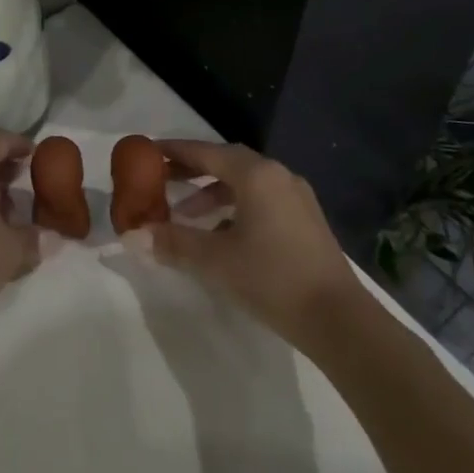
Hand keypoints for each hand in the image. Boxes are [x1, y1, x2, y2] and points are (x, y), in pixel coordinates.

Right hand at [141, 139, 361, 343]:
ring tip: (187, 215)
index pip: (205, 151)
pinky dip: (235, 208)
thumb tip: (133, 235)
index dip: (173, 151)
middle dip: (192, 170)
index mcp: (255, 174)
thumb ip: (173, 242)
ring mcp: (296, 197)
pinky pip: (261, 200)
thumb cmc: (272, 278)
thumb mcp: (215, 260)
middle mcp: (277, 176)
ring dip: (213, 193)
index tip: (147, 152)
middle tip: (162, 180)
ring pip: (245, 183)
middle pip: (226, 162)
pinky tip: (222, 235)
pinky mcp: (306, 221)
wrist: (340, 321)